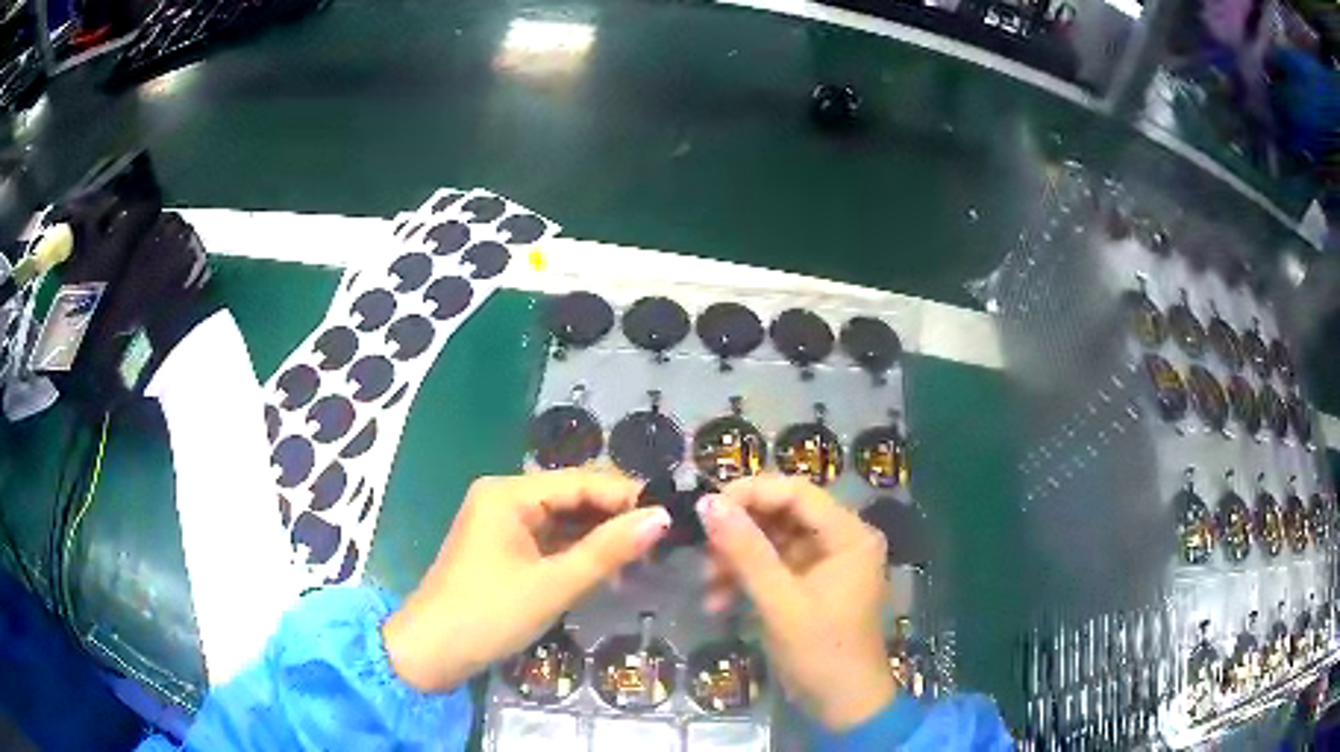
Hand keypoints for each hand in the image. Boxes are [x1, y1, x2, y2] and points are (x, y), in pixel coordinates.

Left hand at [382, 470, 670, 692]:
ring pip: (562, 521)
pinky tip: (608, 568)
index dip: (627, 497)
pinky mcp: (501, 549)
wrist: (429, 653)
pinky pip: (548, 541)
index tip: (671, 517)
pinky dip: (576, 553)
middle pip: (571, 497)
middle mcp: (504, 497)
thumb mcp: (553, 585)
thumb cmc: (488, 615)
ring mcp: (501, 524)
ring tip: (645, 556)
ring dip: (598, 538)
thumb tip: (661, 518)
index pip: (581, 481)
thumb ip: (607, 550)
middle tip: (663, 541)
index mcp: (509, 493)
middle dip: (614, 518)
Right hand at [697, 475, 895, 730]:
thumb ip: (746, 551)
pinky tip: (717, 601)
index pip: (796, 491)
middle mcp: (840, 540)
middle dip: (739, 532)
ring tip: (706, 582)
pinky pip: (772, 568)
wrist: (843, 706)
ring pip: (772, 541)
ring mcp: (824, 564)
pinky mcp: (808, 586)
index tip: (705, 508)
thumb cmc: (822, 652)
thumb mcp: (781, 603)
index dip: (749, 493)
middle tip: (702, 549)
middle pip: (782, 514)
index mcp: (849, 535)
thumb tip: (707, 503)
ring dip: (736, 559)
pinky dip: (745, 580)